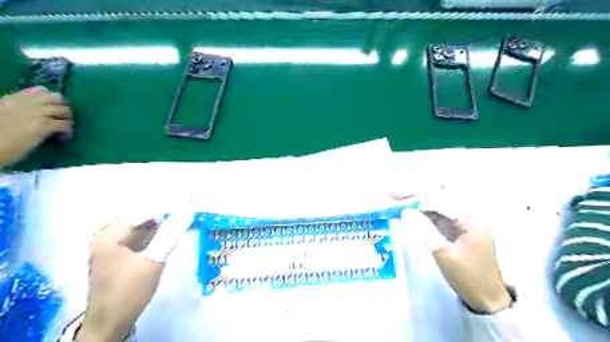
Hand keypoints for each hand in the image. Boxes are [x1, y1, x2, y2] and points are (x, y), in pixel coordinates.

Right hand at [0, 87, 71, 167]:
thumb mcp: (5, 113)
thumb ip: (21, 110)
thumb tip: (40, 113)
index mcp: (14, 99)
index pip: (41, 90)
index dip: (52, 98)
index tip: (53, 107)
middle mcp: (26, 102)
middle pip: (56, 97)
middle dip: (63, 106)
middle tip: (62, 117)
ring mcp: (36, 113)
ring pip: (63, 109)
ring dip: (67, 119)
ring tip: (64, 128)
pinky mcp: (43, 125)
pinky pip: (65, 124)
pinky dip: (68, 131)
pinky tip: (63, 137)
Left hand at [78, 208, 191, 341]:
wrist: (111, 323)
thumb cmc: (129, 291)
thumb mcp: (153, 261)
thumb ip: (171, 234)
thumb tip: (188, 209)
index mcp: (110, 235)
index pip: (144, 210)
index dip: (168, 204)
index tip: (191, 199)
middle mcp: (109, 235)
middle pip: (143, 216)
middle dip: (168, 211)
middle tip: (192, 205)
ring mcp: (115, 245)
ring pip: (145, 226)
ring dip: (165, 221)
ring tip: (187, 213)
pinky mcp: (123, 254)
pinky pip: (144, 236)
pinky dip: (159, 232)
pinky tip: (174, 229)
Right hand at [393, 192, 510, 313]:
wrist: (486, 298)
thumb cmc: (468, 276)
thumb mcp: (444, 254)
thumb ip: (425, 229)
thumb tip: (405, 211)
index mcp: (470, 218)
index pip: (440, 200)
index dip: (417, 197)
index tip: (395, 197)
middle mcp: (467, 214)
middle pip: (438, 196)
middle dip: (415, 192)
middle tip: (392, 192)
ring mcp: (460, 221)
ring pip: (435, 204)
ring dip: (416, 200)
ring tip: (395, 197)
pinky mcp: (454, 228)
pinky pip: (435, 215)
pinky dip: (421, 212)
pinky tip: (407, 210)